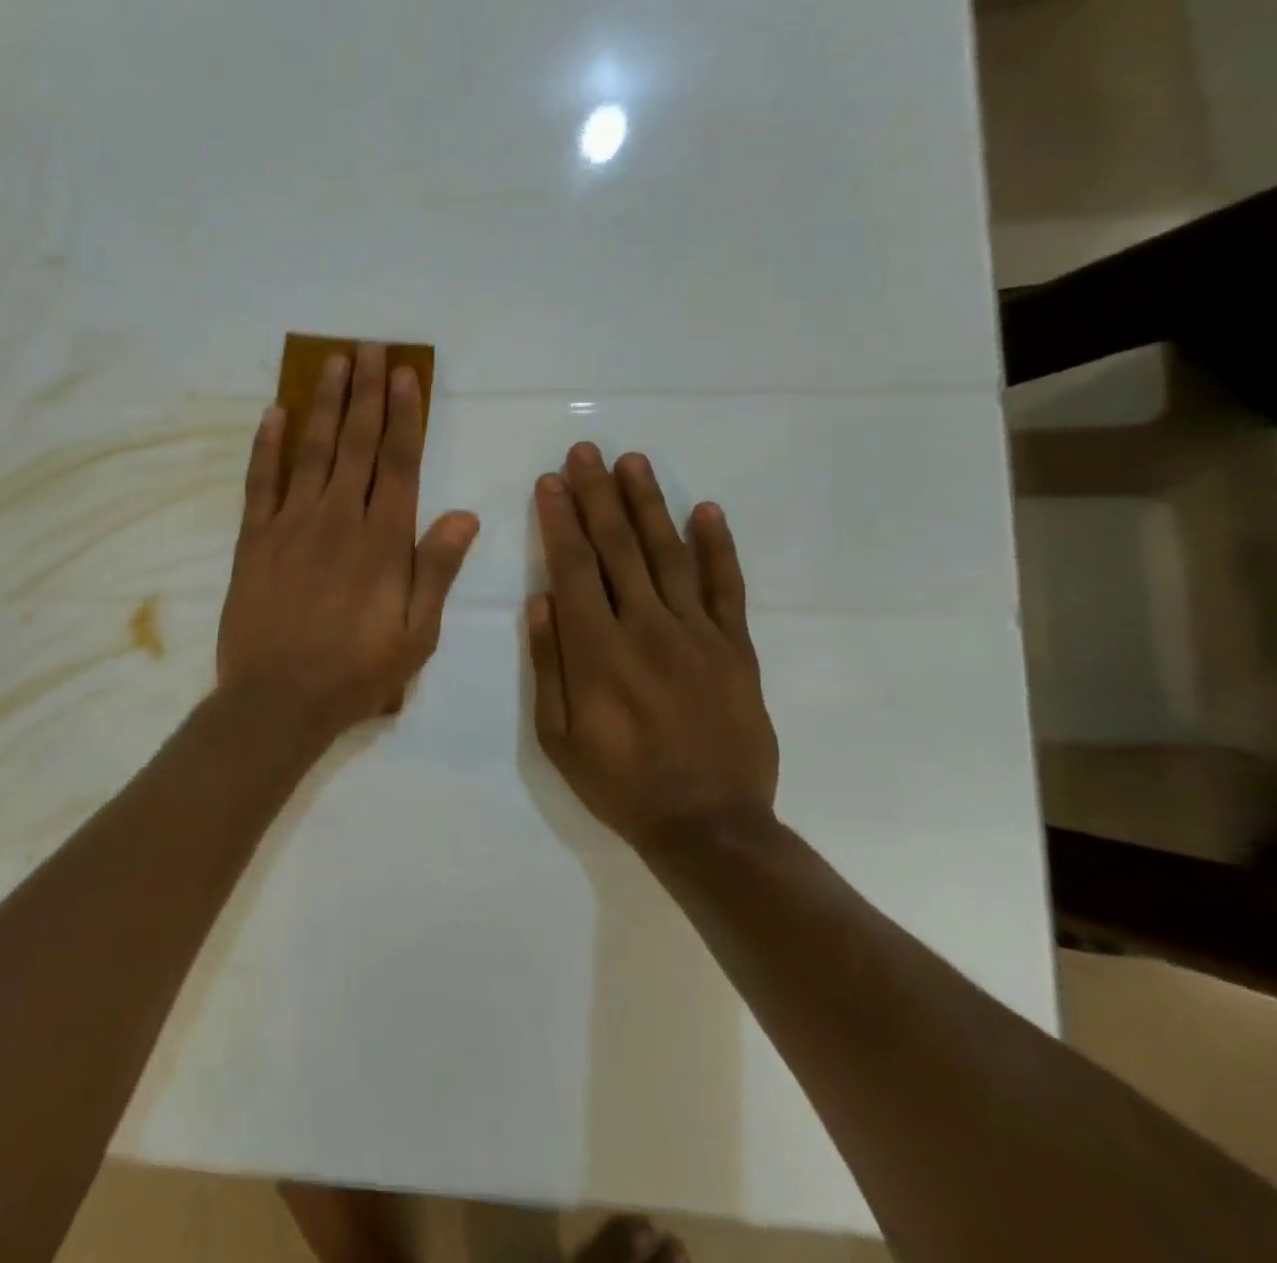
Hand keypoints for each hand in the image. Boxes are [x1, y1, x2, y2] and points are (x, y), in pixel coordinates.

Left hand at [219, 344, 479, 739]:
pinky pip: (260, 481)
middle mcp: (339, 518)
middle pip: (356, 442)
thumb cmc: (356, 672)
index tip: (404, 374)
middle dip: (365, 392)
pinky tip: (273, 412)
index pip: (399, 461)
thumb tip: (465, 515)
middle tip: (369, 348)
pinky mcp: (254, 539)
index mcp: (383, 540)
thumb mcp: (417, 634)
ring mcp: (291, 524)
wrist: (277, 699)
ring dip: (323, 403)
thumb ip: (437, 570)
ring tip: (332, 362)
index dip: (404, 414)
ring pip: (311, 450)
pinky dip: (267, 445)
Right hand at [527, 442, 777, 854]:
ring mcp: (697, 634)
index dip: (560, 520)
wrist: (709, 825)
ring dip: (648, 504)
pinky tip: (705, 509)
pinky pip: (726, 587)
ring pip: (669, 554)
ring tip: (633, 462)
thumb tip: (540, 600)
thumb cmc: (619, 782)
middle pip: (618, 548)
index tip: (550, 481)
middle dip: (597, 495)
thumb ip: (549, 664)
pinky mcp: (736, 648)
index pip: (574, 567)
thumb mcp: (558, 736)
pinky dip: (717, 546)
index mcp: (597, 650)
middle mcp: (647, 628)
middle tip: (586, 452)